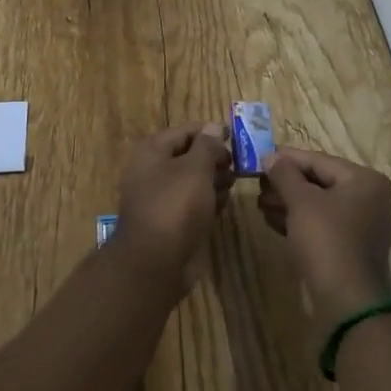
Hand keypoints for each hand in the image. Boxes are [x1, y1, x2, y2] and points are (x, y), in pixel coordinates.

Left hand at [113, 122, 233, 292]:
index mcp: (152, 151)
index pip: (185, 131)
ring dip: (214, 178)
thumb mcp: (195, 169)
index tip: (236, 135)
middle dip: (214, 157)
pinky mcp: (172, 221)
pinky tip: (225, 202)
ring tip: (235, 181)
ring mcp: (162, 198)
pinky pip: (193, 203)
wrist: (155, 263)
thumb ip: (207, 145)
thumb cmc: (175, 206)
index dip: (210, 131)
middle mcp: (154, 171)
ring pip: (193, 180)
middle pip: (189, 155)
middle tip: (238, 163)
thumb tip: (215, 126)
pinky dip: (209, 200)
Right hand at [258, 147, 390, 325]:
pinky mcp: (352, 249)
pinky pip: (323, 225)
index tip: (260, 158)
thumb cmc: (327, 240)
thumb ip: (285, 174)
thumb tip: (270, 156)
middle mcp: (370, 199)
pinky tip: (273, 221)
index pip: (319, 160)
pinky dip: (299, 221)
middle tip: (258, 184)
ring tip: (261, 204)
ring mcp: (363, 226)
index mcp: (365, 180)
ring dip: (289, 203)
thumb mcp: (301, 201)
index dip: (287, 159)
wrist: (348, 303)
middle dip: (286, 184)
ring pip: (319, 205)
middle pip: (320, 182)